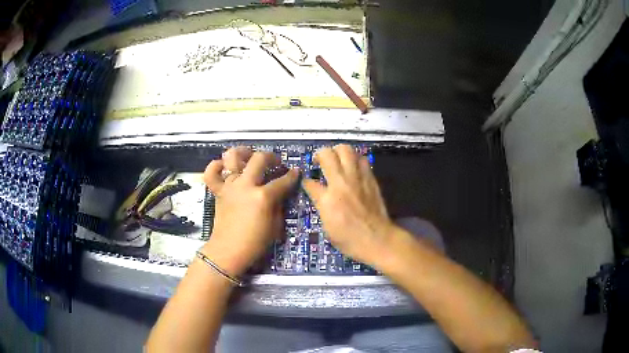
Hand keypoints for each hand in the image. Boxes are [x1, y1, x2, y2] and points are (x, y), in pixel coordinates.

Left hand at [203, 147, 298, 276]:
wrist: (228, 251)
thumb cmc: (255, 243)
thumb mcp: (275, 226)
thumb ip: (278, 205)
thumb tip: (279, 193)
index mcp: (263, 196)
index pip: (283, 180)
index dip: (292, 175)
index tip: (296, 172)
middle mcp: (245, 185)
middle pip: (260, 159)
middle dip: (272, 157)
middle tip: (276, 163)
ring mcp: (229, 186)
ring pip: (233, 157)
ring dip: (243, 152)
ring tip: (250, 156)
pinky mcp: (218, 191)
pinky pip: (211, 173)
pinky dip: (216, 166)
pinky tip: (224, 167)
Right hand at [302, 145, 395, 265]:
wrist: (377, 239)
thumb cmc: (349, 240)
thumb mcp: (327, 227)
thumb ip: (321, 206)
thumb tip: (318, 194)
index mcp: (327, 199)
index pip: (310, 182)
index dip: (306, 181)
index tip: (307, 182)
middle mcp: (341, 183)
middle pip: (327, 154)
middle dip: (320, 155)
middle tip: (320, 162)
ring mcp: (357, 178)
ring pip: (346, 150)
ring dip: (338, 152)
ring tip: (338, 160)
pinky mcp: (371, 178)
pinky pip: (362, 159)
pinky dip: (355, 159)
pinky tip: (353, 168)